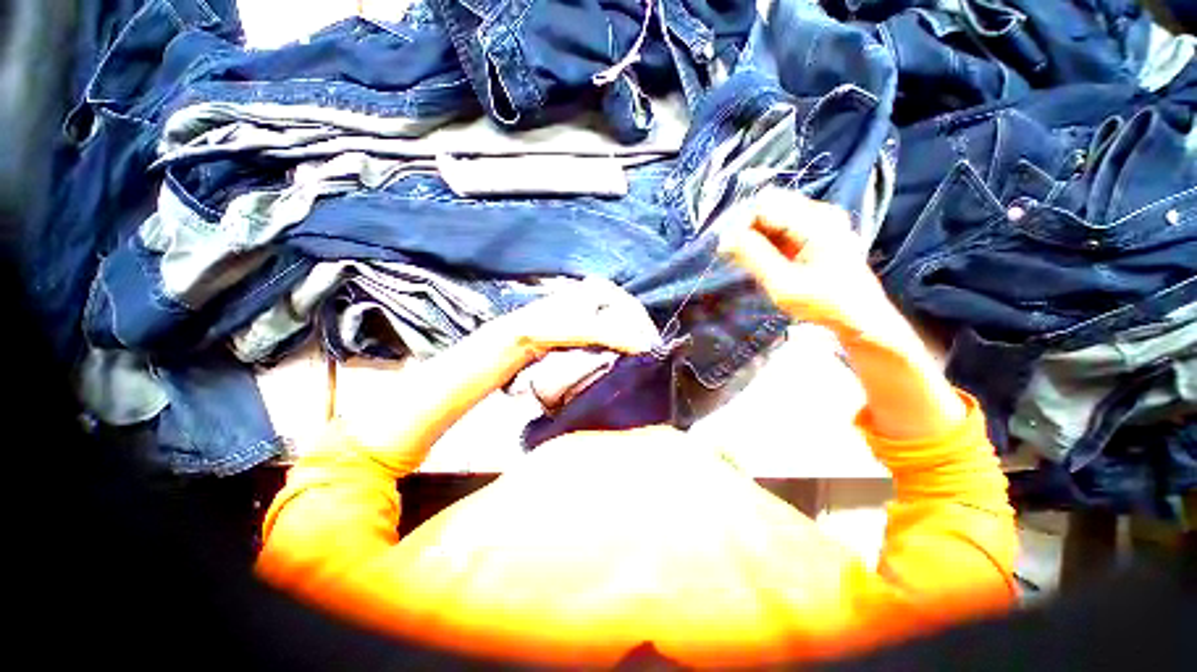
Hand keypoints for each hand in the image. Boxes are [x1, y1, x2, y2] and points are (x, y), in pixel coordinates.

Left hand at [494, 277, 660, 364]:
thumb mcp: (586, 329)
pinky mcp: (586, 320)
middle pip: (628, 314)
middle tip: (647, 354)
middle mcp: (600, 292)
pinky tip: (621, 351)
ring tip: (637, 354)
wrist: (523, 335)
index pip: (633, 308)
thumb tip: (645, 345)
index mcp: (601, 287)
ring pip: (620, 322)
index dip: (644, 328)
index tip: (652, 348)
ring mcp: (593, 305)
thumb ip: (616, 335)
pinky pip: (610, 329)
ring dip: (629, 338)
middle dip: (638, 334)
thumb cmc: (553, 326)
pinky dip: (618, 340)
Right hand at [717, 189, 898, 344]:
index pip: (763, 205)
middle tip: (739, 257)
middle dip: (749, 229)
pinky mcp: (820, 230)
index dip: (742, 225)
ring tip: (752, 262)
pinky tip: (767, 260)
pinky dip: (769, 239)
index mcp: (816, 221)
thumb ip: (754, 256)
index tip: (730, 251)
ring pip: (774, 214)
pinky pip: (784, 225)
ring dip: (757, 235)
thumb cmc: (823, 303)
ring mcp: (822, 219)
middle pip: (769, 205)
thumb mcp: (782, 283)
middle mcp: (821, 212)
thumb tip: (726, 237)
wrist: (858, 316)